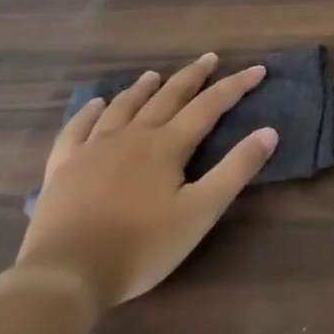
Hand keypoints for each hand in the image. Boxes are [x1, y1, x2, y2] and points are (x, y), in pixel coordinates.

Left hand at [15, 55, 278, 310]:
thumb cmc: (142, 246)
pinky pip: (76, 130)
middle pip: (167, 97)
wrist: (64, 275)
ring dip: (142, 88)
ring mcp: (93, 150)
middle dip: (192, 76)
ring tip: (154, 74)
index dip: (236, 86)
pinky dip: (88, 113)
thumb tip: (269, 132)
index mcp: (167, 146)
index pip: (209, 105)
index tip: (258, 69)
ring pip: (123, 107)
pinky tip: (95, 104)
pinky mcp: (63, 168)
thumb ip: (236, 169)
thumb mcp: (201, 211)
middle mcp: (133, 136)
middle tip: (209, 58)